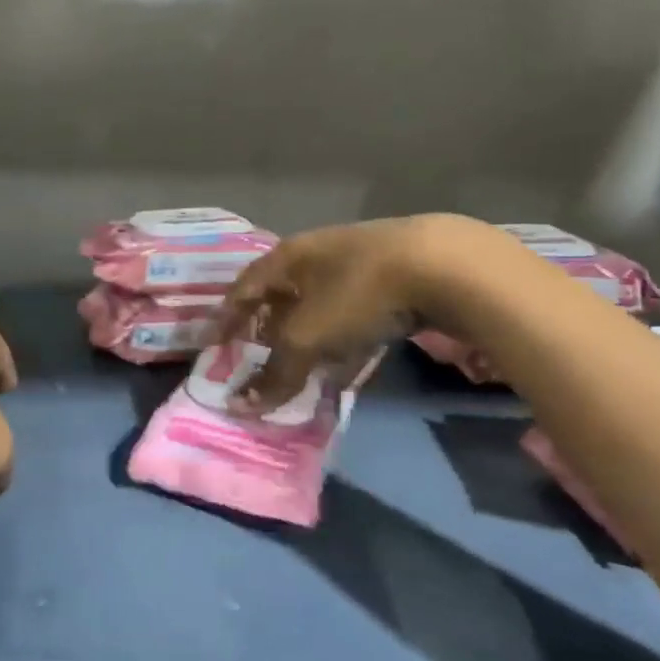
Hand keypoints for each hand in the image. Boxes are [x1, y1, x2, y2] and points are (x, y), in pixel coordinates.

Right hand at [217, 217, 441, 405]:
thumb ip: (275, 372)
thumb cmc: (358, 293)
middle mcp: (316, 254)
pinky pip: (353, 311)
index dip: (227, 317)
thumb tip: (239, 406)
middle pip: (281, 294)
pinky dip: (343, 337)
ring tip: (304, 367)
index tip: (215, 345)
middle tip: (260, 359)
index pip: (244, 288)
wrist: (444, 265)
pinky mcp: (392, 276)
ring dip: (308, 336)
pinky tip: (351, 359)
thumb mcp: (309, 337)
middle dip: (269, 328)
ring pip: (319, 304)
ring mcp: (357, 262)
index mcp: (287, 257)